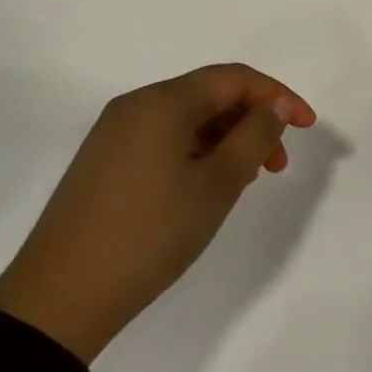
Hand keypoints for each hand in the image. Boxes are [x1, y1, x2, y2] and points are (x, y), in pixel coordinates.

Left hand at [0, 64, 317, 362]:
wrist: (63, 293)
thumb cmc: (151, 233)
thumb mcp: (217, 184)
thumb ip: (254, 136)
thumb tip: (275, 106)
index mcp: (162, 102)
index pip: (233, 78)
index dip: (278, 95)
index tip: (307, 126)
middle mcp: (134, 106)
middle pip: (208, 95)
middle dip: (252, 121)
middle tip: (276, 166)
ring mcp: (114, 134)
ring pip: (186, 120)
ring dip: (226, 140)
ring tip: (244, 182)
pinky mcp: (105, 162)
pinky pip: (164, 140)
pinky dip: (197, 153)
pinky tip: (207, 187)